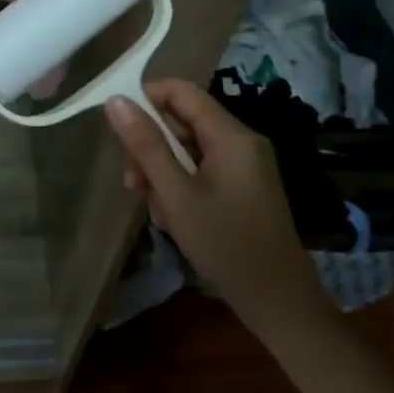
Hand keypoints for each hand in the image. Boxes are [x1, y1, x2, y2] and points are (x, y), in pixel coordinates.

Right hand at [105, 80, 336, 338]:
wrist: (278, 300)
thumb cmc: (225, 244)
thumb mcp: (176, 195)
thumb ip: (145, 146)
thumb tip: (115, 101)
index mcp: (231, 135)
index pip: (180, 91)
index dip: (145, 100)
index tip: (119, 131)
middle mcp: (241, 141)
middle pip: (182, 121)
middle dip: (150, 147)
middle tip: (133, 184)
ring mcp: (244, 165)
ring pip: (188, 148)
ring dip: (162, 172)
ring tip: (155, 210)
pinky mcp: (242, 186)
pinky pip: (201, 169)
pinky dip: (180, 186)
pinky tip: (173, 218)